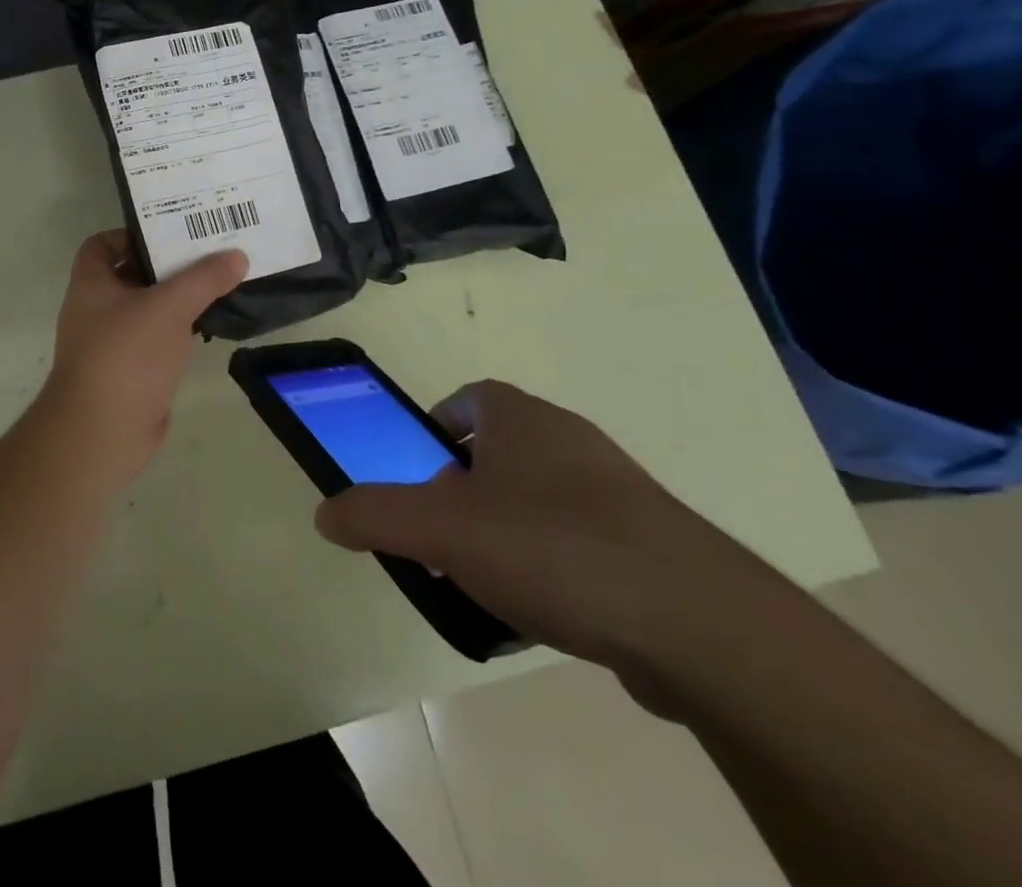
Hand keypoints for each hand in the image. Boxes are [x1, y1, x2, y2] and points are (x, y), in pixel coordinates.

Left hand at [36, 230, 247, 485]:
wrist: (101, 434)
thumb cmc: (125, 357)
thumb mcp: (168, 307)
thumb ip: (203, 279)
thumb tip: (237, 255)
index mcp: (91, 284)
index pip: (102, 244)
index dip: (131, 233)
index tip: (170, 230)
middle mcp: (97, 309)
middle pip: (132, 274)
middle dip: (167, 263)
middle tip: (210, 250)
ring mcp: (113, 343)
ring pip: (149, 309)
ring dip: (178, 298)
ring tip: (220, 281)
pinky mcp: (132, 372)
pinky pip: (159, 339)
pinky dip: (181, 330)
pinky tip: (211, 324)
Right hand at [313, 381, 783, 684]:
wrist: (696, 622)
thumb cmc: (550, 547)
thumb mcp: (441, 530)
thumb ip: (375, 515)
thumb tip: (324, 512)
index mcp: (520, 418)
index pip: (466, 399)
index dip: (434, 427)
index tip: (417, 470)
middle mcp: (569, 438)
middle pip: (499, 450)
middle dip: (464, 486)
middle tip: (441, 533)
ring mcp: (618, 489)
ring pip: (540, 496)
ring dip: (507, 527)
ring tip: (487, 580)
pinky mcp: (652, 542)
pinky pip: (582, 539)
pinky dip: (554, 563)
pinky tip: (546, 612)